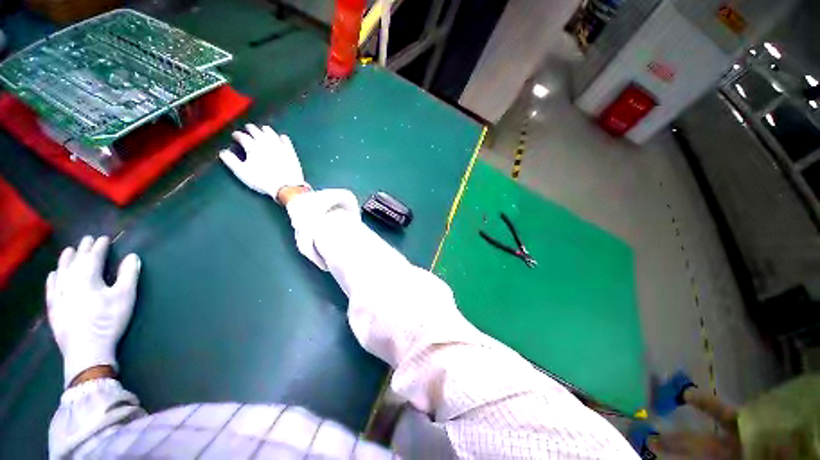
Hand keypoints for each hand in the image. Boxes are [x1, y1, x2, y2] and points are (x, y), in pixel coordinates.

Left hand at [46, 236, 140, 387]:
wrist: (87, 350)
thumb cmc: (108, 321)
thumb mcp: (125, 297)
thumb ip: (128, 274)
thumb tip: (132, 256)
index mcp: (88, 277)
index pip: (93, 257)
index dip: (99, 246)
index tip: (104, 238)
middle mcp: (70, 282)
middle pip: (75, 261)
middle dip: (83, 249)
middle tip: (87, 239)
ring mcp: (59, 295)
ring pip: (60, 272)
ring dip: (65, 260)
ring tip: (68, 251)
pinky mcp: (53, 308)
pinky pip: (51, 288)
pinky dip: (52, 279)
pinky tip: (52, 275)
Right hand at [220, 124, 307, 200]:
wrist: (287, 186)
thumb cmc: (263, 180)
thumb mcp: (242, 172)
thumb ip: (231, 161)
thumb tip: (223, 152)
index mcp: (252, 147)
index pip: (242, 136)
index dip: (237, 135)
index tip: (235, 135)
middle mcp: (266, 143)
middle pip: (257, 132)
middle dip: (251, 129)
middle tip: (248, 128)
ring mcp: (280, 146)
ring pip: (271, 134)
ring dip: (265, 130)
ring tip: (263, 129)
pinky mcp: (291, 152)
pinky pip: (286, 141)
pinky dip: (282, 137)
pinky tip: (281, 137)